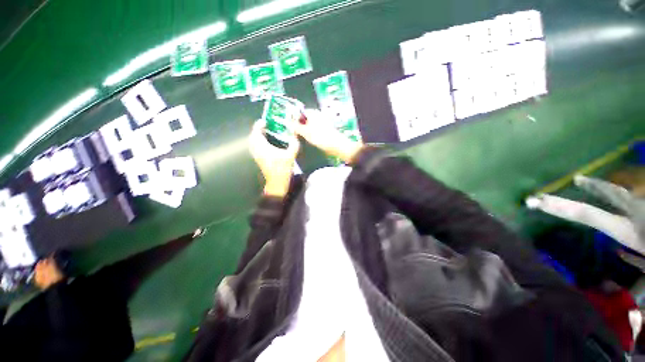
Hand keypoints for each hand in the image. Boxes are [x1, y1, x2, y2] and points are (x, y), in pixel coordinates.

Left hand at [249, 119, 299, 196]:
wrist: (277, 183)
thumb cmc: (282, 169)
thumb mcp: (291, 156)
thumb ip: (294, 145)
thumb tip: (295, 136)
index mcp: (263, 148)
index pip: (257, 133)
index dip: (259, 125)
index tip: (265, 121)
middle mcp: (257, 150)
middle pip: (252, 137)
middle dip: (257, 130)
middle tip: (265, 126)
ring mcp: (257, 155)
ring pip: (253, 142)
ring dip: (257, 136)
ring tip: (266, 133)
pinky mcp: (258, 160)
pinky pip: (255, 147)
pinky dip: (258, 142)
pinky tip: (266, 143)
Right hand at [295, 109, 363, 163]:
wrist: (336, 145)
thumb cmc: (321, 137)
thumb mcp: (305, 132)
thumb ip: (296, 127)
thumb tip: (289, 123)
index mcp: (313, 113)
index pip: (299, 112)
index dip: (293, 119)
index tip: (290, 128)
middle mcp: (317, 116)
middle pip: (304, 119)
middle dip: (299, 126)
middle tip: (295, 135)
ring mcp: (321, 123)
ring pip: (308, 126)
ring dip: (304, 131)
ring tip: (302, 138)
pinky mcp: (324, 130)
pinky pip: (313, 130)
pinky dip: (310, 134)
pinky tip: (309, 140)